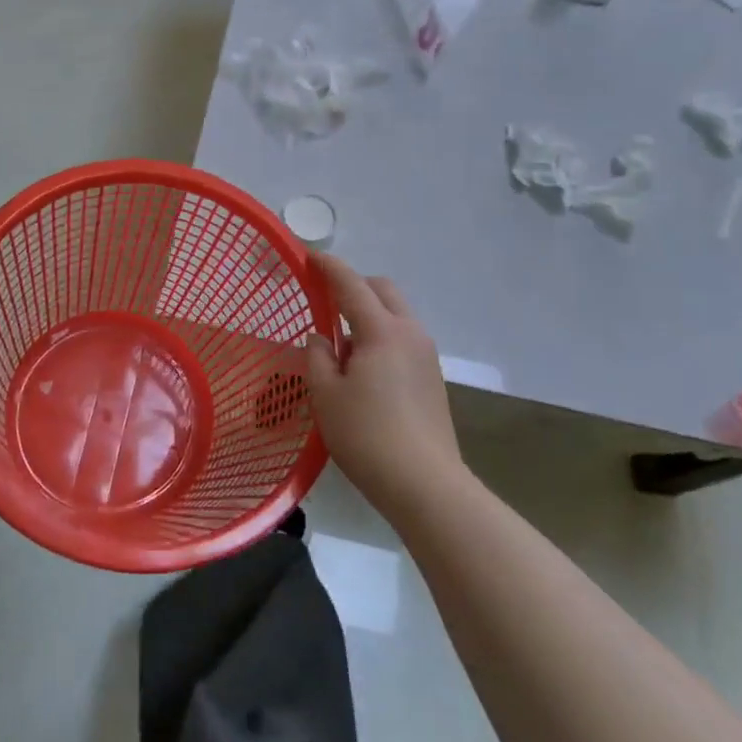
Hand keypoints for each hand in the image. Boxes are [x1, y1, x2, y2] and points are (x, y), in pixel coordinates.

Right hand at [304, 253, 462, 521]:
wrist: (426, 485)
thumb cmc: (367, 436)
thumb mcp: (326, 396)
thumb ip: (317, 357)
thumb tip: (321, 338)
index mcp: (382, 330)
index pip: (351, 284)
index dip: (328, 266)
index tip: (308, 255)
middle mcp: (410, 332)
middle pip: (382, 290)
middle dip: (354, 285)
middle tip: (325, 299)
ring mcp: (426, 355)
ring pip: (396, 314)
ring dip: (370, 312)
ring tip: (342, 343)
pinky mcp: (433, 377)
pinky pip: (404, 338)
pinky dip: (382, 335)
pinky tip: (364, 367)